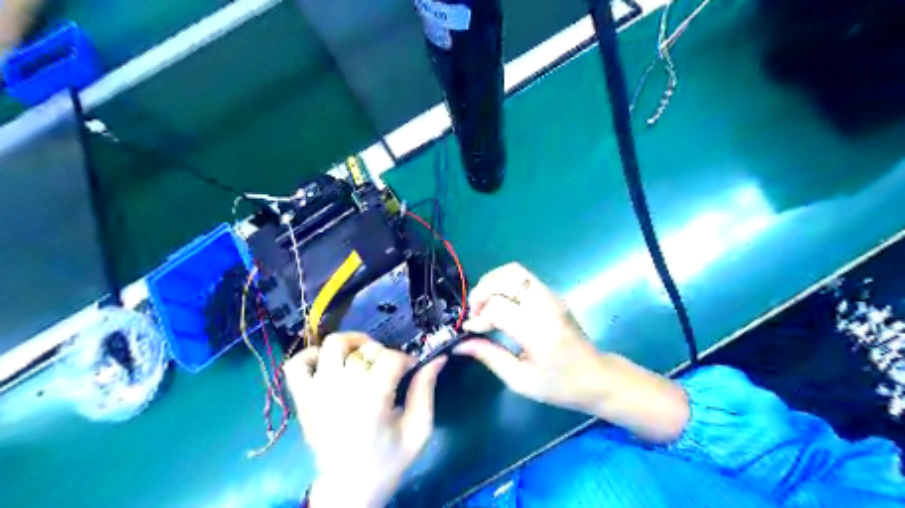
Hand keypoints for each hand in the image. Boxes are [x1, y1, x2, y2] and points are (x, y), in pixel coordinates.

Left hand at [285, 332, 445, 505]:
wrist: (348, 490)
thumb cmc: (387, 462)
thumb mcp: (418, 431)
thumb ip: (426, 391)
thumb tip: (438, 359)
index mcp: (372, 399)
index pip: (391, 357)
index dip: (407, 359)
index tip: (412, 369)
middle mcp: (342, 389)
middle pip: (365, 348)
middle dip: (383, 352)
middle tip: (388, 368)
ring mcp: (318, 391)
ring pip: (332, 344)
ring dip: (351, 343)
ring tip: (362, 357)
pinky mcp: (302, 398)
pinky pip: (297, 363)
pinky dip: (312, 356)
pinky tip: (329, 365)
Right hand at [453, 265, 606, 414]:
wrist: (596, 376)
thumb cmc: (559, 385)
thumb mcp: (520, 380)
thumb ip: (489, 357)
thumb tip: (459, 344)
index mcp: (539, 332)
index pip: (499, 308)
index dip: (478, 317)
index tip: (469, 330)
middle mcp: (546, 306)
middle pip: (506, 279)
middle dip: (481, 292)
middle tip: (474, 313)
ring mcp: (551, 296)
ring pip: (514, 271)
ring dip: (491, 283)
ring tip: (483, 304)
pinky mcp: (552, 294)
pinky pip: (522, 276)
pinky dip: (503, 283)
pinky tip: (498, 302)